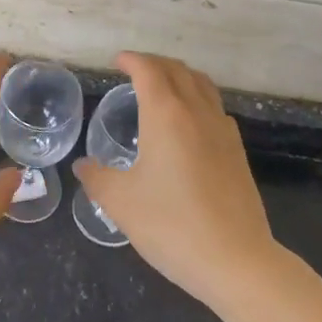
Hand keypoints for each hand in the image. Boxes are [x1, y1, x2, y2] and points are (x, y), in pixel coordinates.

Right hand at [75, 52, 275, 306]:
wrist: (236, 261)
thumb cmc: (171, 225)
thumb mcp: (121, 202)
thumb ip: (97, 178)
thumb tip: (83, 166)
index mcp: (165, 115)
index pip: (148, 70)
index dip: (131, 60)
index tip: (117, 61)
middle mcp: (196, 112)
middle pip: (178, 70)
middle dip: (154, 63)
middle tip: (134, 70)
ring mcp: (222, 131)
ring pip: (202, 85)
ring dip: (180, 76)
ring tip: (163, 88)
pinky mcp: (238, 152)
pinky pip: (215, 108)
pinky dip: (198, 100)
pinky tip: (190, 123)